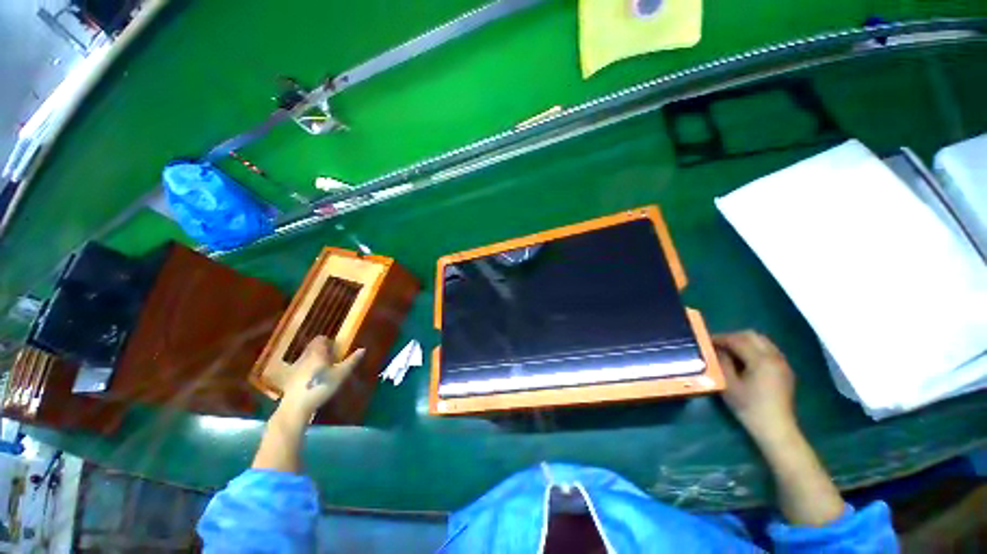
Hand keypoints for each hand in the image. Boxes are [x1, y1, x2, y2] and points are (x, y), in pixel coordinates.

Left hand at [278, 336, 364, 421]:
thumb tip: (363, 349)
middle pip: (312, 347)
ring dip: (313, 360)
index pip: (321, 339)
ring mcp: (295, 367)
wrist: (296, 406)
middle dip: (321, 350)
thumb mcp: (341, 374)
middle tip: (331, 359)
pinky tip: (311, 381)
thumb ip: (351, 361)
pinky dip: (305, 370)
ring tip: (322, 371)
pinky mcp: (289, 378)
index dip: (328, 341)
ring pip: (305, 357)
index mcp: (317, 352)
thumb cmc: (322, 386)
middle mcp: (305, 356)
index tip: (336, 348)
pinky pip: (299, 368)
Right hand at [714, 331, 796, 442]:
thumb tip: (716, 349)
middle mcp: (774, 357)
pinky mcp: (785, 370)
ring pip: (761, 341)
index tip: (706, 342)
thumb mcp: (728, 384)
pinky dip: (754, 349)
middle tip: (718, 345)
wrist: (776, 428)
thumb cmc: (749, 407)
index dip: (720, 338)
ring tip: (730, 352)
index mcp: (761, 360)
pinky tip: (745, 361)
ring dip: (744, 342)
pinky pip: (768, 350)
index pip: (737, 340)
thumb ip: (721, 362)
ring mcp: (782, 363)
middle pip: (751, 336)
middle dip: (732, 337)